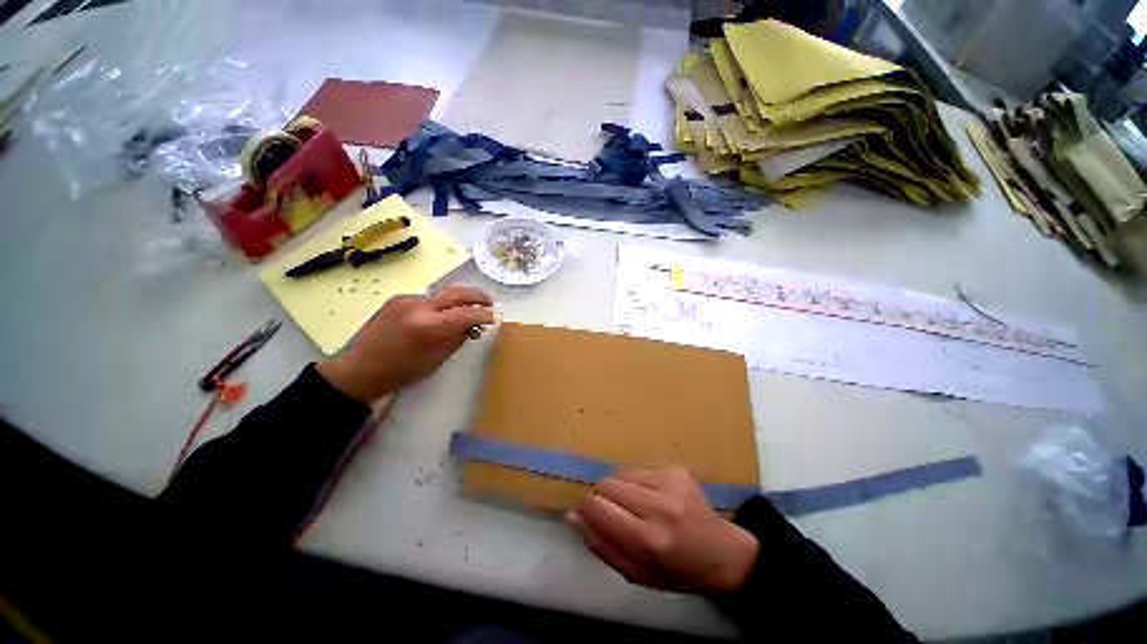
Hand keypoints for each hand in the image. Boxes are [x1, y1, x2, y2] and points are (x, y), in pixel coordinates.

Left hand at [317, 286, 495, 402]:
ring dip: (459, 300)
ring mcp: (405, 300)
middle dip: (477, 295)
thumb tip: (474, 325)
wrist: (358, 369)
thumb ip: (457, 339)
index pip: (466, 313)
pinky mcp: (397, 299)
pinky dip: (440, 304)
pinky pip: (427, 299)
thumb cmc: (400, 372)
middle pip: (456, 292)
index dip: (484, 314)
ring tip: (468, 309)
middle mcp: (417, 307)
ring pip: (442, 294)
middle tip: (490, 302)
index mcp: (427, 327)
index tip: (495, 316)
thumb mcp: (436, 360)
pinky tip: (441, 315)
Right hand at [568, 466, 758, 594]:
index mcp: (648, 541)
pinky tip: (650, 496)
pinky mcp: (676, 469)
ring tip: (634, 505)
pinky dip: (635, 481)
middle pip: (606, 484)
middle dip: (602, 498)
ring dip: (619, 488)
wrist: (723, 553)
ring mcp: (669, 482)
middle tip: (614, 514)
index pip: (597, 507)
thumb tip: (573, 516)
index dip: (586, 509)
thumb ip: (600, 546)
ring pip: (620, 473)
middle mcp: (658, 506)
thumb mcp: (636, 575)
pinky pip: (638, 468)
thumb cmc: (677, 572)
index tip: (588, 515)